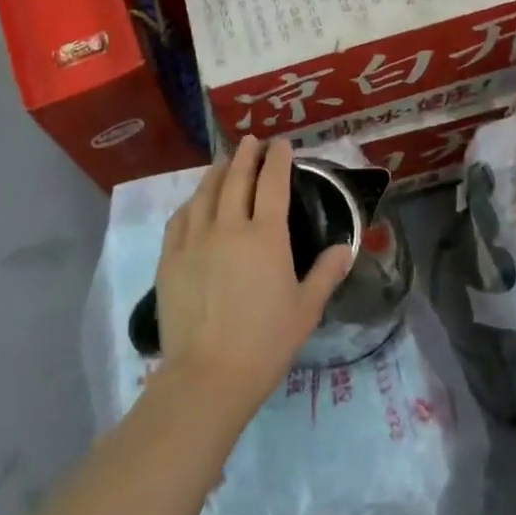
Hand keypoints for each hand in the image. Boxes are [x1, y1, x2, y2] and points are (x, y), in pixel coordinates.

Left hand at [154, 136, 352, 421]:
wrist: (209, 374)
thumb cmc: (266, 342)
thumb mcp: (307, 309)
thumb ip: (327, 272)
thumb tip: (345, 247)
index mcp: (266, 236)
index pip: (272, 183)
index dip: (278, 159)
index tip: (281, 144)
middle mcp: (229, 227)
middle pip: (236, 179)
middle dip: (245, 155)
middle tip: (251, 140)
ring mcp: (195, 241)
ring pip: (205, 193)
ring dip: (216, 171)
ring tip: (223, 161)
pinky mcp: (171, 258)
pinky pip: (180, 219)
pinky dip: (190, 203)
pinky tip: (194, 202)